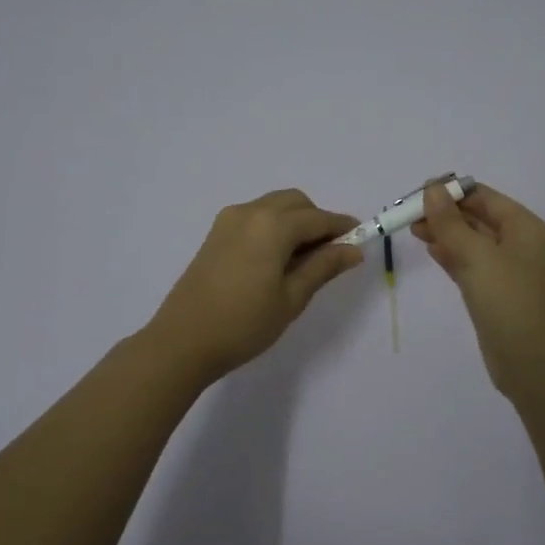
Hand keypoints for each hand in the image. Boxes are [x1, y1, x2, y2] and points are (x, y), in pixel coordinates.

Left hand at [146, 188, 363, 381]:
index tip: (361, 239)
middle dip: (317, 220)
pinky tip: (276, 259)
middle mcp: (250, 212)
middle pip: (295, 203)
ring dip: (295, 222)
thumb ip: (323, 267)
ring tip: (304, 260)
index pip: (318, 218)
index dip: (342, 227)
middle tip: (331, 254)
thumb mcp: (291, 298)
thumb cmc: (244, 324)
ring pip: (273, 207)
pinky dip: (273, 227)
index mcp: (272, 225)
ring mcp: (228, 221)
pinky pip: (255, 217)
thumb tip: (353, 250)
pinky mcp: (215, 234)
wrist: (182, 341)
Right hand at [412, 181, 544, 397]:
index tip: (418, 192)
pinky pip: (470, 264)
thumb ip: (451, 222)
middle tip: (408, 213)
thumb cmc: (509, 301)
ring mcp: (508, 271)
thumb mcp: (477, 256)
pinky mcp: (495, 293)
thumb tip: (433, 189)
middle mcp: (520, 244)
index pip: (485, 197)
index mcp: (525, 227)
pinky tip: (430, 249)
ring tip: (412, 228)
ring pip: (471, 242)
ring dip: (444, 233)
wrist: (532, 362)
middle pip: (477, 217)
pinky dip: (451, 255)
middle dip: (445, 213)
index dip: (452, 192)